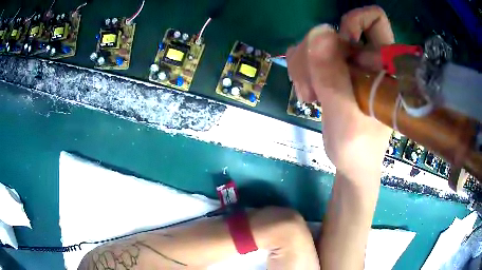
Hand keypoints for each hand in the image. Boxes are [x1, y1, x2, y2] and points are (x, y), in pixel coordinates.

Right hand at [286, 6, 394, 178]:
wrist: (352, 164)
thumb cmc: (357, 149)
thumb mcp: (345, 119)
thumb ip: (333, 78)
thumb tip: (319, 30)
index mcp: (385, 66)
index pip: (375, 19)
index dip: (353, 23)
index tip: (340, 51)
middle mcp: (368, 57)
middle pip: (336, 28)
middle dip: (316, 53)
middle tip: (314, 87)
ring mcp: (350, 62)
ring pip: (317, 40)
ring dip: (304, 64)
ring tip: (309, 95)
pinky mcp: (335, 69)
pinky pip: (309, 51)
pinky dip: (301, 68)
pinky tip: (307, 91)